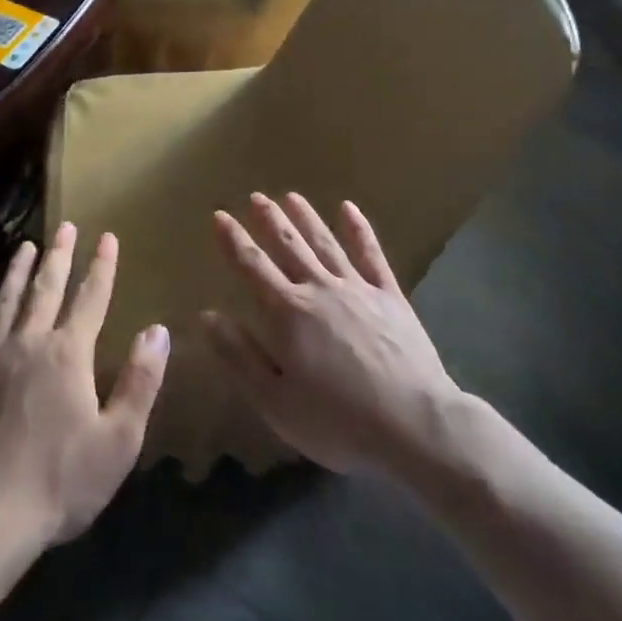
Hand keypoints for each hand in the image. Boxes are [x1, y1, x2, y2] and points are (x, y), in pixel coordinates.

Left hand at [0, 224, 169, 546]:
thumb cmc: (60, 481)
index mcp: (69, 354)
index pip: (91, 299)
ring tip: (26, 245)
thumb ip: (140, 382)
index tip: (108, 237)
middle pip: (47, 289)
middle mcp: (31, 343)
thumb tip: (158, 331)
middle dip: (60, 256)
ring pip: (6, 302)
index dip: (102, 267)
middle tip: (65, 227)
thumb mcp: (119, 439)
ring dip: (18, 272)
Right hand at [203, 194, 460, 477]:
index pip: (252, 267)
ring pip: (325, 243)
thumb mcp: (275, 401)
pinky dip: (359, 230)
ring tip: (292, 196)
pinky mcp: (390, 296)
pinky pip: (371, 255)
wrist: (414, 425)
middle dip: (270, 220)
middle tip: (256, 196)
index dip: (233, 240)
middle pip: (289, 246)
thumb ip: (239, 356)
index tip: (220, 215)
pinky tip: (350, 209)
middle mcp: (319, 289)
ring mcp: (357, 289)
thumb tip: (207, 316)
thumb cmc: (337, 421)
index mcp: (287, 313)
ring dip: (306, 218)